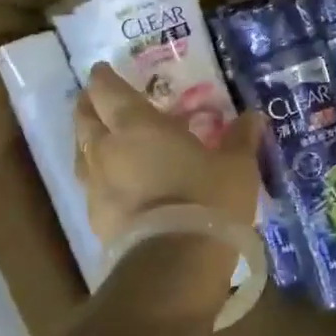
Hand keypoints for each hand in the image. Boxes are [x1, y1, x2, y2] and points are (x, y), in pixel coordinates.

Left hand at [74, 63, 265, 243]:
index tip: (103, 69)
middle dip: (88, 105)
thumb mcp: (236, 166)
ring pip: (81, 153)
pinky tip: (117, 184)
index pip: (107, 91)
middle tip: (98, 99)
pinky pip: (92, 187)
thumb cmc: (206, 200)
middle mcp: (106, 150)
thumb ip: (241, 138)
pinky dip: (101, 177)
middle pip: (84, 119)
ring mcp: (96, 187)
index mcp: (136, 125)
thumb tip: (253, 116)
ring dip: (89, 141)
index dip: (103, 77)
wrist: (174, 266)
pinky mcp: (96, 220)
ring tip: (104, 139)